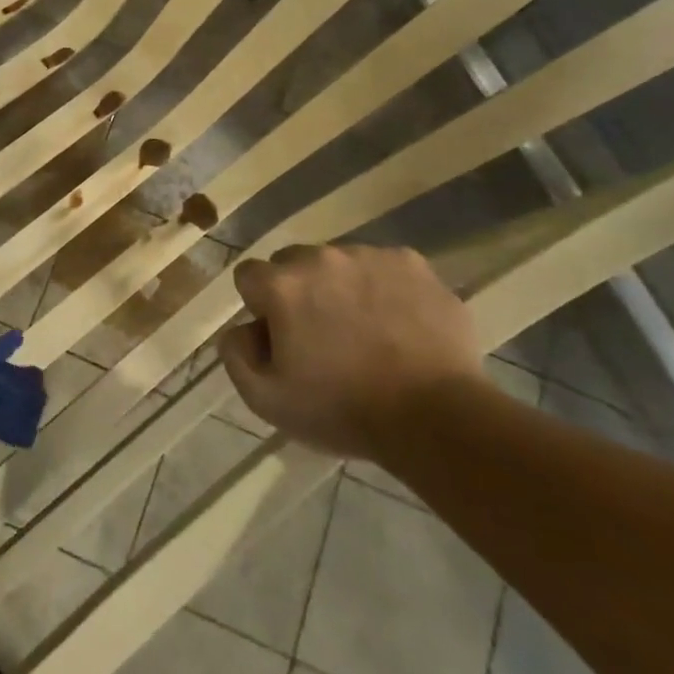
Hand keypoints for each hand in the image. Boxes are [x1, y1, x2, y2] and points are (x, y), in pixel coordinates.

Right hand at [218, 243, 482, 459]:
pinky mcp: (412, 263)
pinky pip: (383, 267)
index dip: (260, 307)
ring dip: (340, 287)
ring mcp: (369, 256)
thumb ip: (236, 354)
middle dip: (298, 292)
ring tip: (366, 331)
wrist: (437, 417)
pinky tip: (398, 323)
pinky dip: (382, 287)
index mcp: (281, 285)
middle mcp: (320, 257)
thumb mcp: (266, 399)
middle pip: (292, 263)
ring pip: (338, 263)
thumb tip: (241, 328)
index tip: (281, 337)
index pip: (249, 275)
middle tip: (323, 335)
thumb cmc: (343, 410)